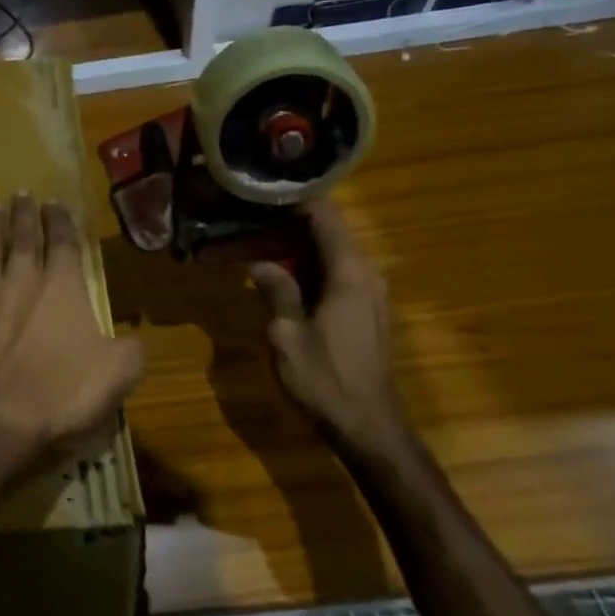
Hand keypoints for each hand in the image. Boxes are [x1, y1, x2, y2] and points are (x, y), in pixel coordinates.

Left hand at [0, 193, 146, 479]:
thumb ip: (131, 349)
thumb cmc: (61, 395)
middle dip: (23, 214)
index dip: (61, 220)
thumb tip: (135, 337)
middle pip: (22, 238)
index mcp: (63, 289)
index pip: (64, 243)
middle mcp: (21, 282)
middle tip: (20, 192)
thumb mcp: (117, 375)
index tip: (55, 201)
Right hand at [248, 200, 411, 458]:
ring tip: (253, 238)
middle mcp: (365, 274)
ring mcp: (368, 293)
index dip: (295, 198)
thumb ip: (276, 290)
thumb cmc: (324, 378)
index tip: (261, 188)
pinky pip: (334, 273)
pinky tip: (277, 272)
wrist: (367, 426)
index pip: (326, 216)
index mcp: (349, 273)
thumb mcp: (286, 333)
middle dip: (288, 221)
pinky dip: (307, 266)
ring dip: (295, 245)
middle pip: (328, 231)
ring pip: (330, 253)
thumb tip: (258, 261)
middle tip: (246, 215)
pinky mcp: (364, 311)